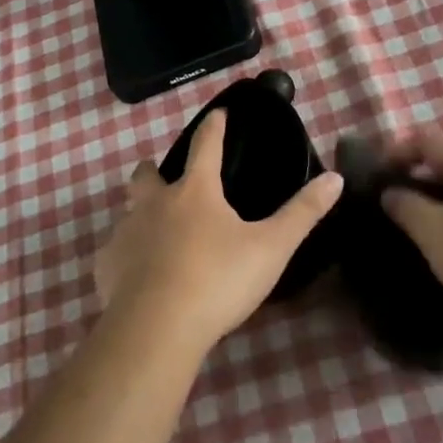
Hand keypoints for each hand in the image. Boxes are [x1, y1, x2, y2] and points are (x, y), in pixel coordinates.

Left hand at [95, 111, 343, 354]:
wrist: (155, 329)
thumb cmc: (217, 280)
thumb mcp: (270, 248)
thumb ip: (302, 213)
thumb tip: (335, 177)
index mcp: (195, 192)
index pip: (205, 146)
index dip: (213, 127)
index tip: (218, 113)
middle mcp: (155, 203)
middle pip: (147, 174)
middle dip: (154, 169)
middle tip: (165, 177)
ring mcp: (126, 233)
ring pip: (129, 211)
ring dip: (140, 213)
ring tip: (155, 231)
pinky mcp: (107, 266)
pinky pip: (115, 252)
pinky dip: (126, 256)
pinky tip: (137, 275)